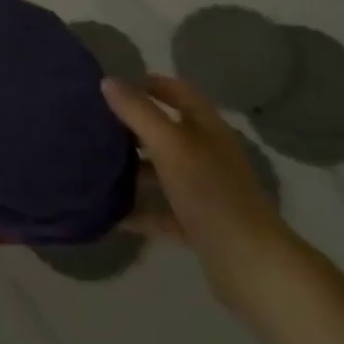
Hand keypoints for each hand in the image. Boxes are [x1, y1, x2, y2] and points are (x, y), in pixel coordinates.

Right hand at [101, 76, 292, 310]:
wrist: (248, 263)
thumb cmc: (210, 192)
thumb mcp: (170, 145)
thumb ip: (138, 112)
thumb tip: (107, 81)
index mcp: (206, 126)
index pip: (176, 91)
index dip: (147, 84)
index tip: (112, 88)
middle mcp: (206, 153)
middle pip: (166, 131)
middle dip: (133, 127)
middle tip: (95, 126)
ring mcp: (203, 190)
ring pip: (162, 171)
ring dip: (133, 169)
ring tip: (95, 166)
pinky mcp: (198, 224)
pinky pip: (162, 210)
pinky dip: (140, 210)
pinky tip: (111, 213)